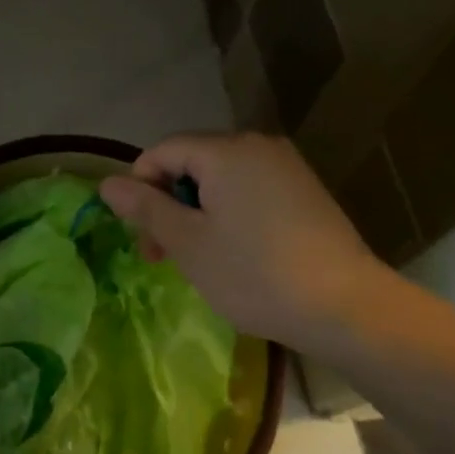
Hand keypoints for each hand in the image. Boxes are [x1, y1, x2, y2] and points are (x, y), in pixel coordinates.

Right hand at [100, 132, 394, 357]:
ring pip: (221, 180)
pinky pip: (250, 190)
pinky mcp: (305, 190)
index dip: (141, 187)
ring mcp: (286, 166)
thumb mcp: (188, 243)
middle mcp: (257, 146)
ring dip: (198, 213)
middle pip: (192, 163)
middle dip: (169, 204)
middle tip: (162, 257)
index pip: (163, 151)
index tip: (142, 235)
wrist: (347, 307)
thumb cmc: (255, 273)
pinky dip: (229, 214)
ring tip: (199, 260)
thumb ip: (145, 207)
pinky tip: (236, 253)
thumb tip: (107, 183)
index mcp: (225, 151)